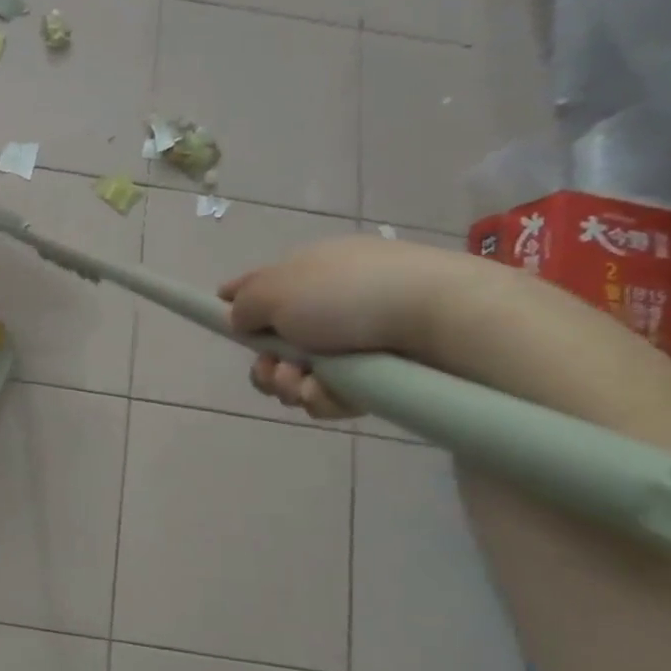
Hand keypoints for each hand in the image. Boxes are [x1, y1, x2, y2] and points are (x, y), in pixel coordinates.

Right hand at [219, 235, 481, 421]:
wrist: (442, 319)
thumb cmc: (346, 294)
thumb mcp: (273, 289)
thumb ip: (242, 306)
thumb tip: (240, 319)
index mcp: (307, 272)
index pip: (259, 287)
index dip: (236, 307)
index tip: (228, 325)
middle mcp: (330, 303)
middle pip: (275, 343)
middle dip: (266, 364)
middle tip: (275, 371)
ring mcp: (357, 339)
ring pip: (301, 374)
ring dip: (291, 384)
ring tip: (305, 386)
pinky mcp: (381, 373)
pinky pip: (335, 393)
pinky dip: (325, 398)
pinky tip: (331, 396)